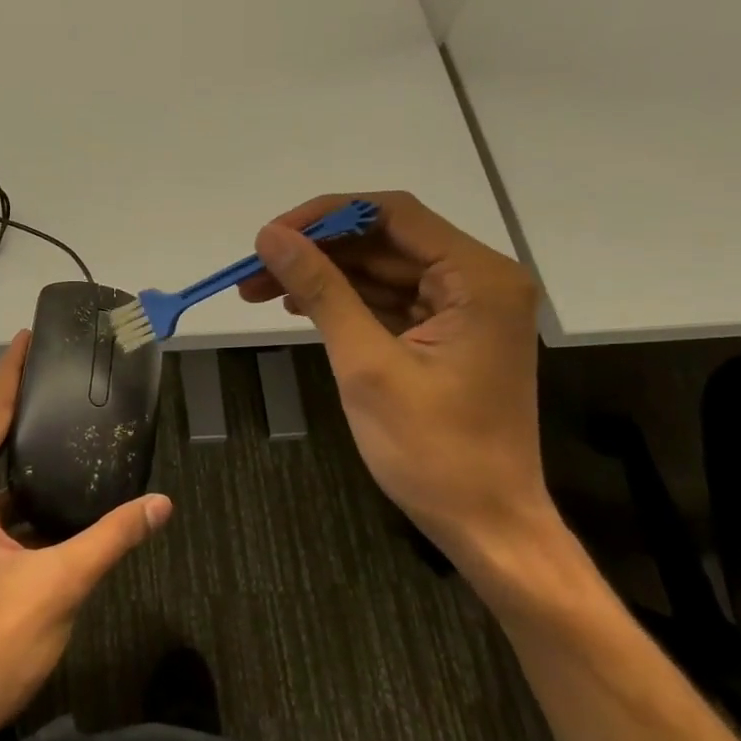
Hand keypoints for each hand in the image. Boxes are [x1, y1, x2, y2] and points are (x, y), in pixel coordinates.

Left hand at [0, 331, 171, 740]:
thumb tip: (161, 503)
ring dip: (24, 458)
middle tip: (67, 380)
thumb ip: (110, 538)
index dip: (10, 373)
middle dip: (23, 409)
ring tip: (70, 429)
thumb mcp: (57, 586)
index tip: (28, 336)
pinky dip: (19, 497)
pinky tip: (58, 495)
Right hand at [239, 192, 554, 585]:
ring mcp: (465, 308)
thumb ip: (321, 290)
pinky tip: (298, 306)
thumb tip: (270, 237)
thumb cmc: (432, 450)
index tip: (270, 237)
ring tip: (260, 290)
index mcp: (478, 278)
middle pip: (385, 240)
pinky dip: (345, 301)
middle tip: (254, 270)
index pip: (393, 214)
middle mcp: (479, 280)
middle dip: (317, 250)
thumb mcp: (366, 364)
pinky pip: (389, 300)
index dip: (325, 216)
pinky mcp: (448, 334)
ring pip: (382, 269)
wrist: (486, 526)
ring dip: (324, 276)